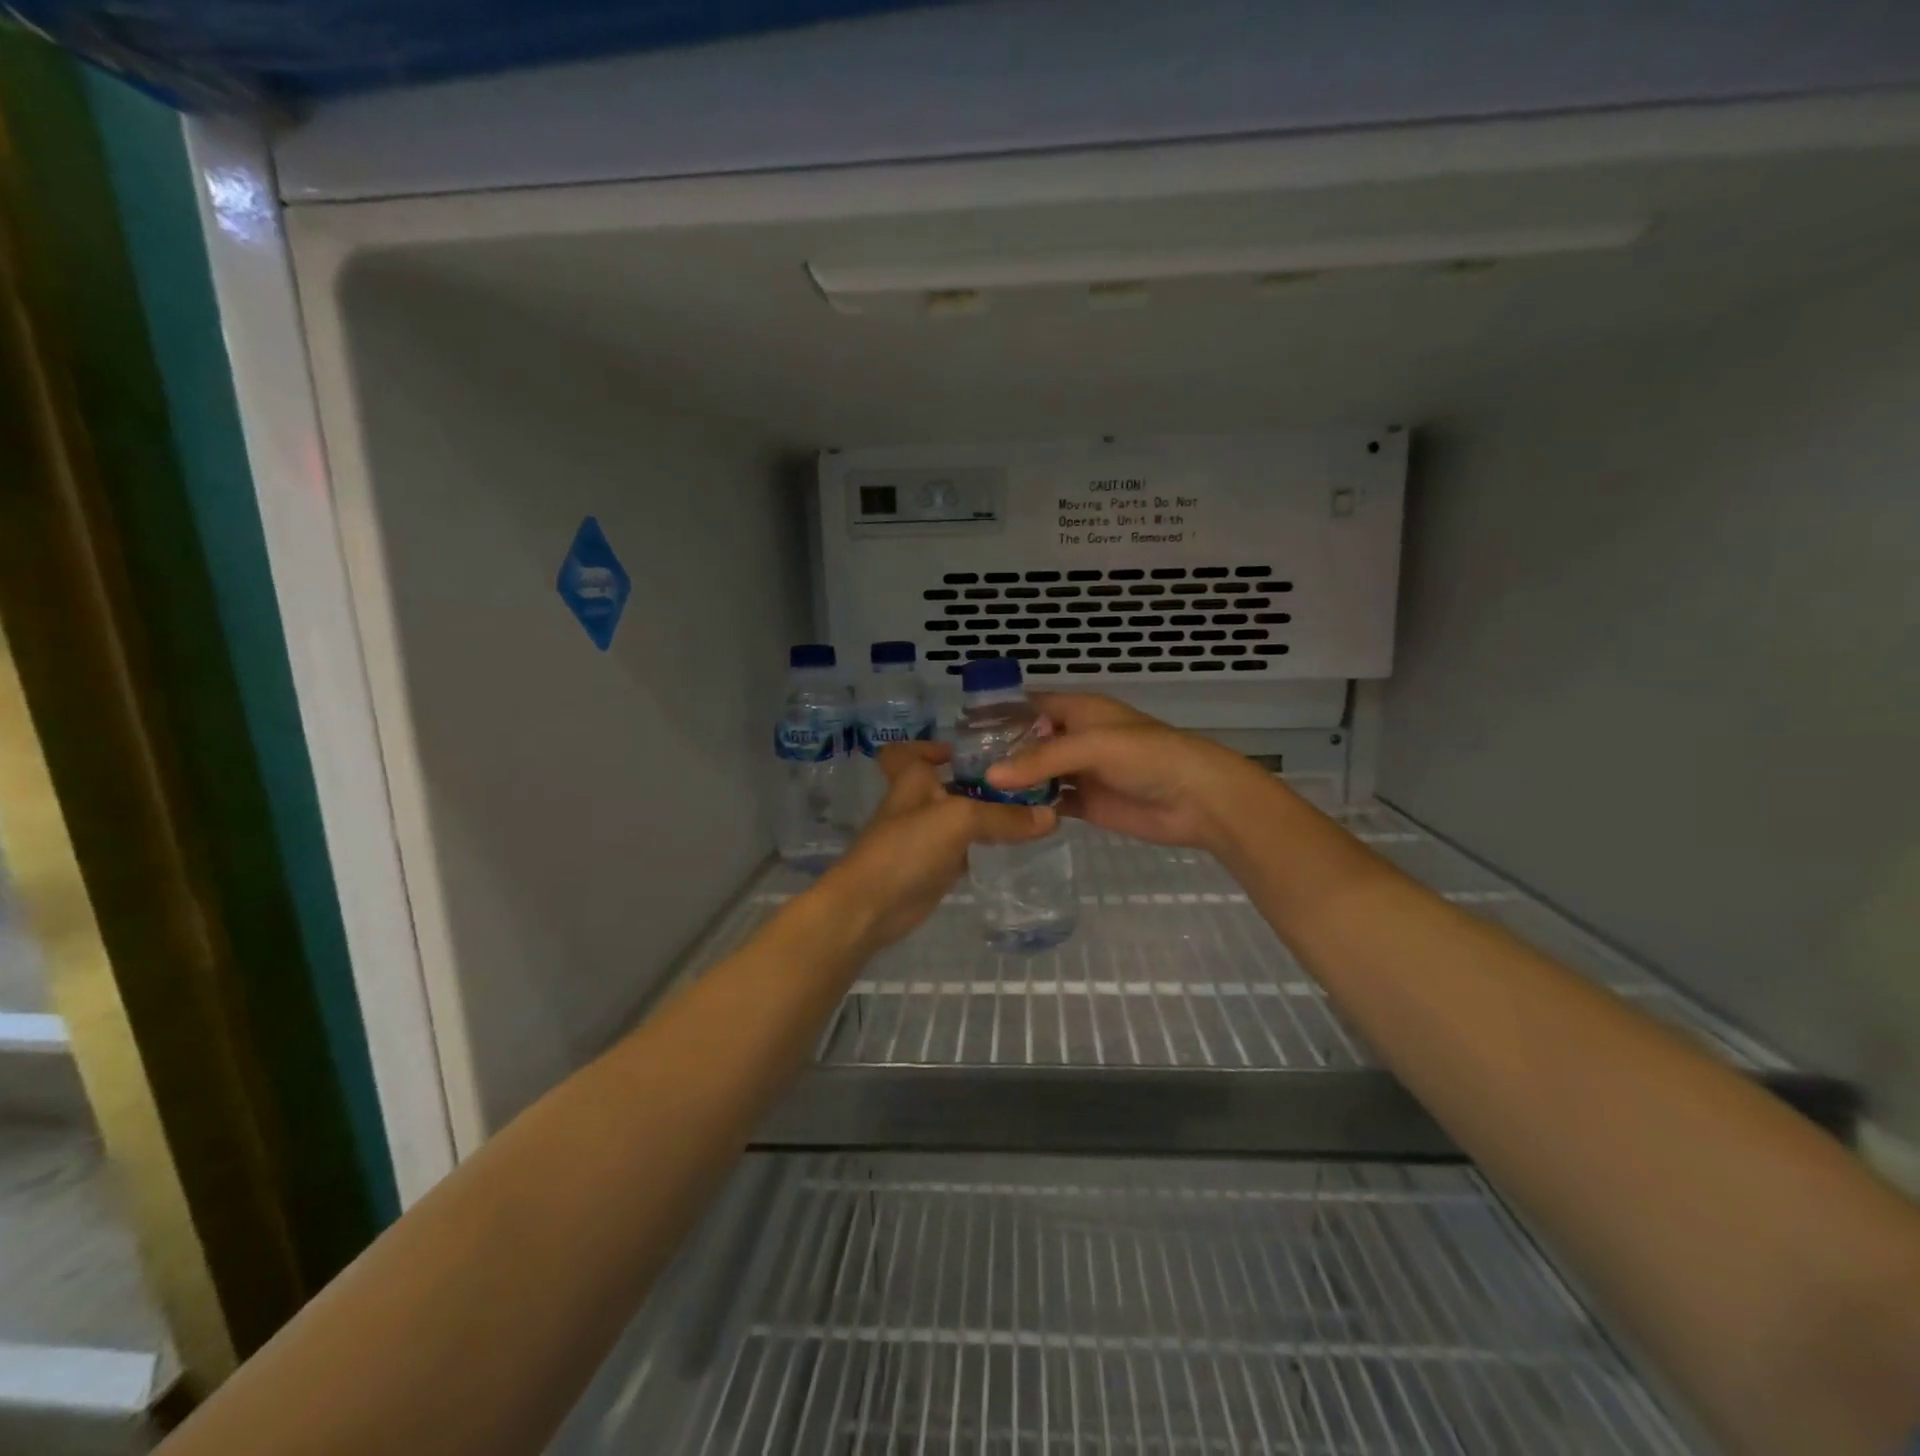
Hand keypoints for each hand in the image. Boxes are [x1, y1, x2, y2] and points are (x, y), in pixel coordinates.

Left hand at [814, 742, 1056, 953]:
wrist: (871, 907)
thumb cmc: (908, 847)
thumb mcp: (960, 820)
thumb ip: (1004, 816)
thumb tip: (1051, 816)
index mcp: (912, 780)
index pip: (907, 752)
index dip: (927, 747)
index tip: (962, 751)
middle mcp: (917, 804)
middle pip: (946, 784)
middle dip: (978, 781)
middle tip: (1023, 779)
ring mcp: (924, 838)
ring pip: (959, 818)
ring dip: (987, 815)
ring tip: (1031, 810)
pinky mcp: (933, 869)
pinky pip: (964, 850)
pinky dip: (984, 847)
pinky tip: (1014, 846)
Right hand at [985, 693, 1272, 854]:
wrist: (1197, 799)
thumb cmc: (1148, 756)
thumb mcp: (1093, 746)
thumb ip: (1042, 759)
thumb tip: (991, 775)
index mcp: (1079, 711)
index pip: (1031, 705)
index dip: (1000, 714)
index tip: (962, 730)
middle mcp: (1075, 738)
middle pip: (1029, 742)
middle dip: (1000, 752)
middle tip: (959, 769)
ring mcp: (1081, 772)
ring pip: (1038, 774)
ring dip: (1013, 782)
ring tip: (972, 793)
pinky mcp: (1088, 804)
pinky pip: (1052, 803)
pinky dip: (1032, 807)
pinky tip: (1005, 815)